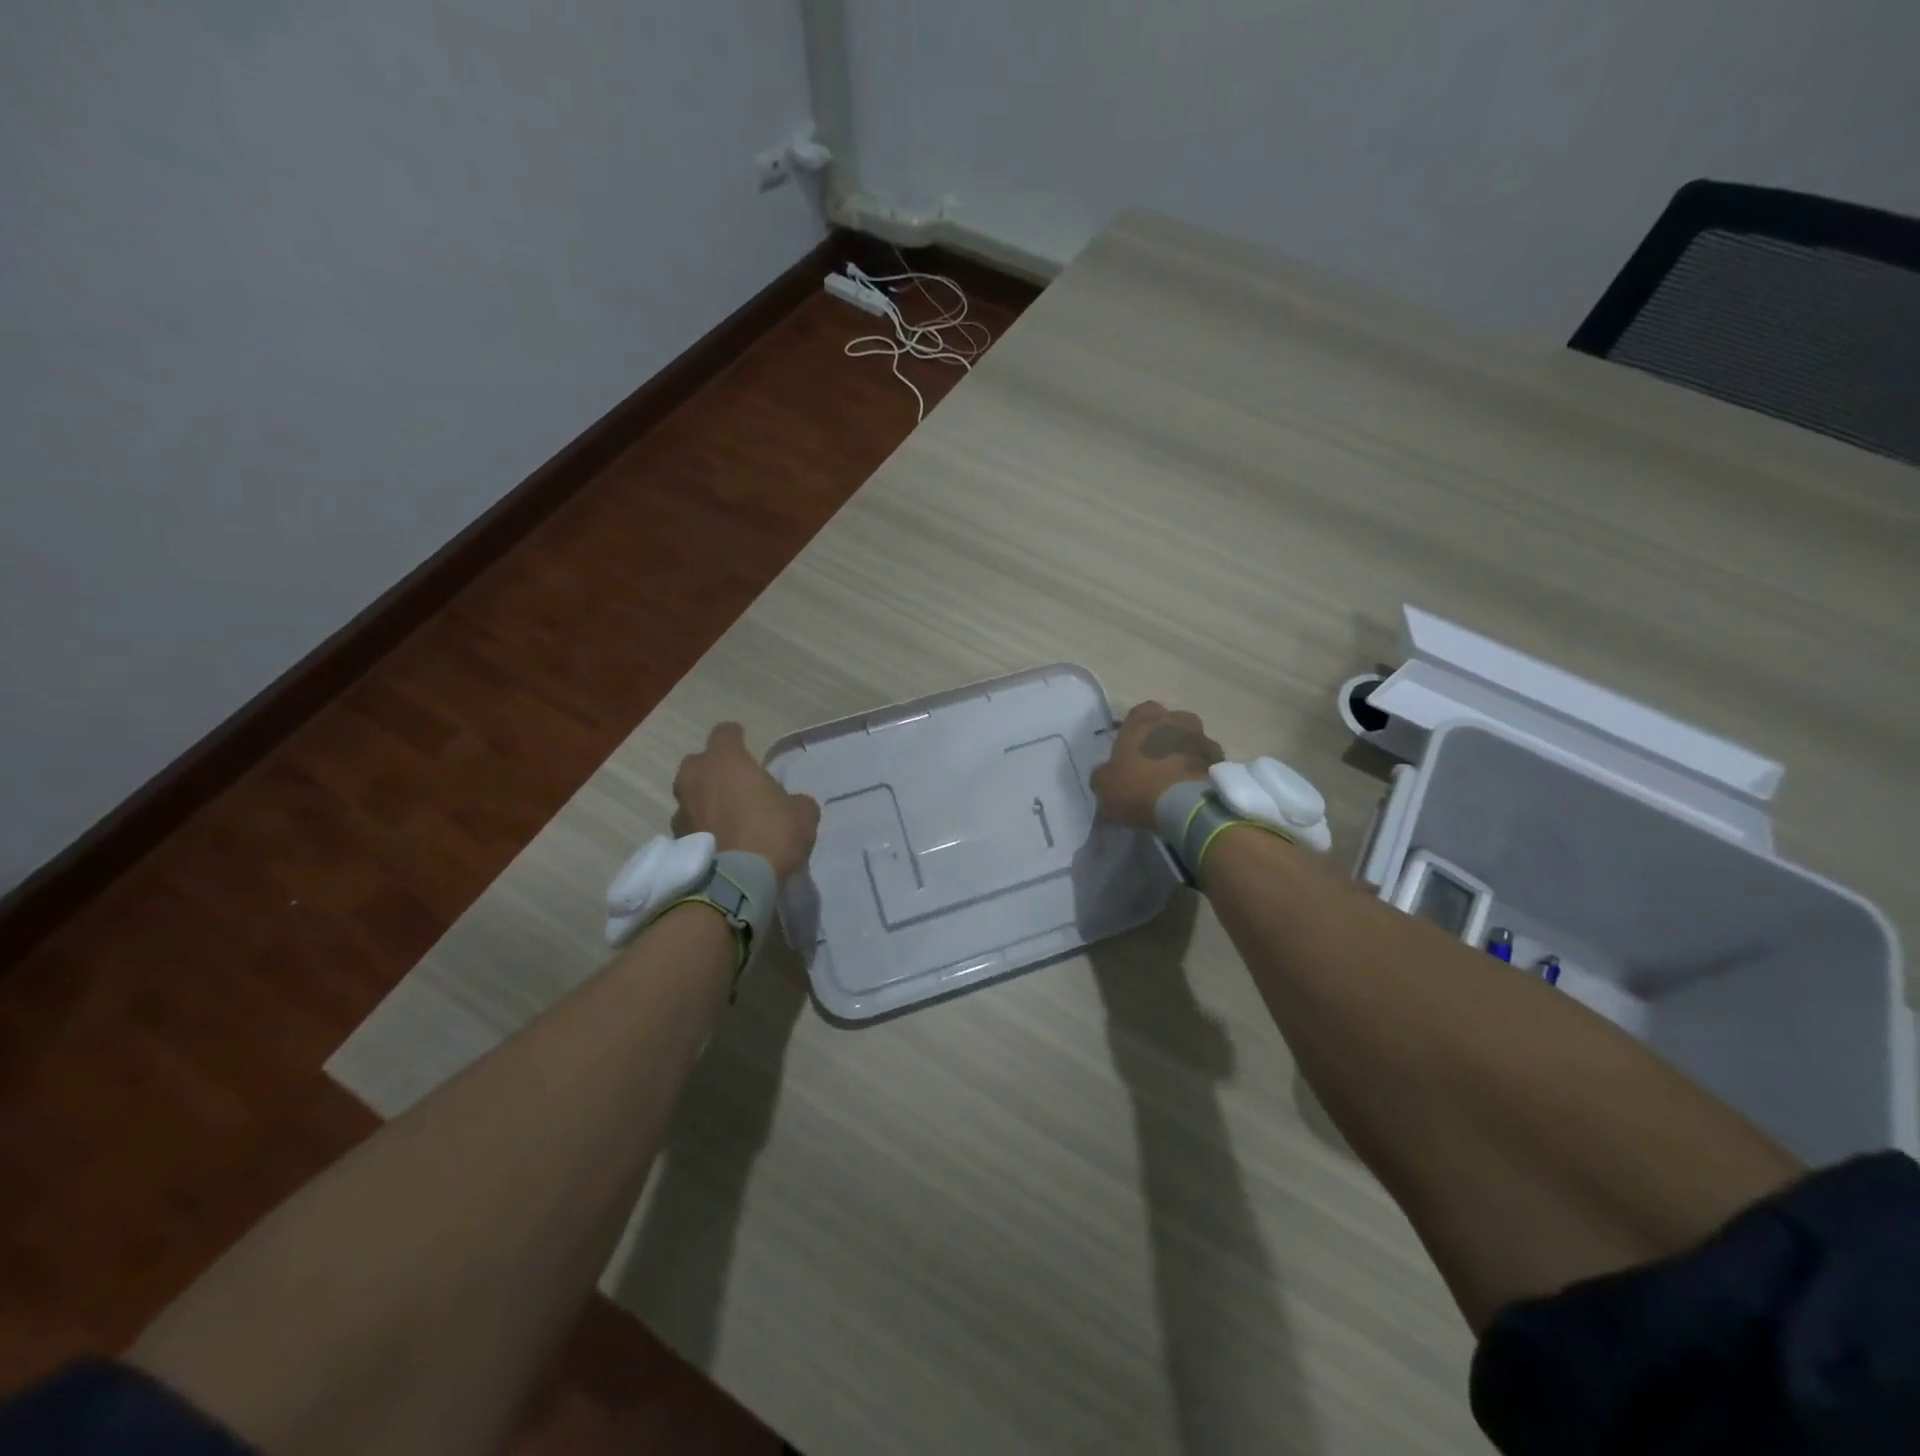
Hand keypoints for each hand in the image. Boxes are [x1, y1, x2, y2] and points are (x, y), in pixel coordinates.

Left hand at [671, 723, 820, 881]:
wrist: (737, 882)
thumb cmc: (772, 833)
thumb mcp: (803, 813)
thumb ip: (794, 800)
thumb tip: (790, 804)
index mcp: (726, 761)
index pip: (725, 733)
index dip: (737, 737)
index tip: (746, 745)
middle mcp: (696, 778)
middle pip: (699, 762)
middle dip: (714, 769)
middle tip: (735, 784)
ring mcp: (681, 810)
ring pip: (690, 795)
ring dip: (705, 800)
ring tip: (727, 817)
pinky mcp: (676, 840)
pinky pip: (690, 824)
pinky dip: (701, 828)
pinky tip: (720, 842)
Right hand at [1090, 702, 1223, 829]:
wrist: (1186, 808)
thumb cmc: (1138, 787)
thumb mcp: (1104, 784)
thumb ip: (1104, 773)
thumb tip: (1107, 773)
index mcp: (1144, 720)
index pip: (1140, 712)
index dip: (1136, 729)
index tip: (1131, 749)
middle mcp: (1176, 720)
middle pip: (1170, 723)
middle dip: (1164, 738)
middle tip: (1154, 762)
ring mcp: (1202, 739)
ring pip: (1191, 741)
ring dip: (1184, 754)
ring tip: (1176, 779)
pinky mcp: (1221, 761)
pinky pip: (1207, 762)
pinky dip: (1200, 771)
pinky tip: (1190, 789)